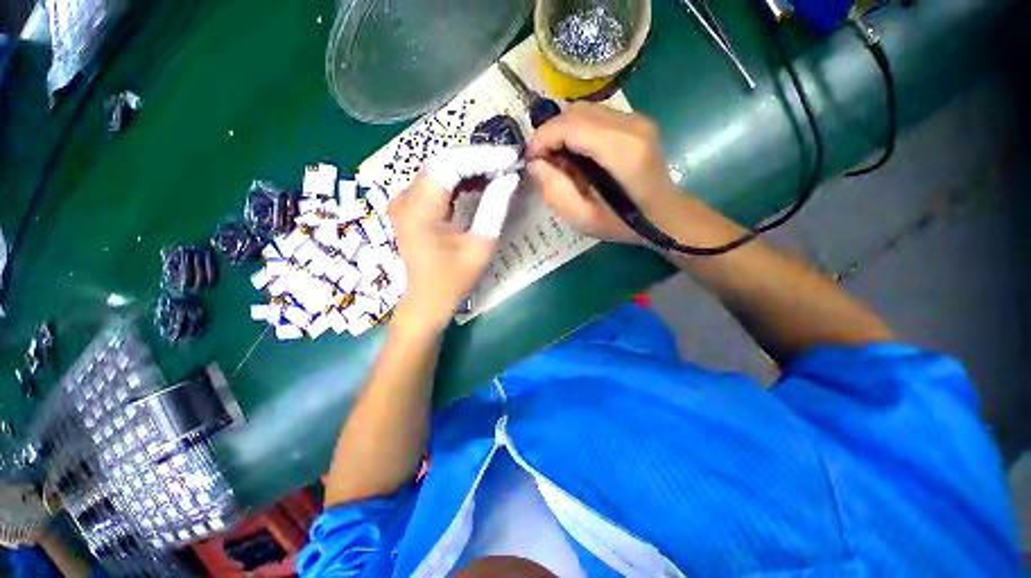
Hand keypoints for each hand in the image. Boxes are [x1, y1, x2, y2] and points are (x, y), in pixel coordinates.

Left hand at [389, 147, 519, 330]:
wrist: (427, 301)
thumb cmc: (453, 280)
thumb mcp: (480, 246)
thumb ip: (495, 208)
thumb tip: (510, 177)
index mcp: (419, 209)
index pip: (450, 165)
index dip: (482, 157)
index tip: (510, 158)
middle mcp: (405, 198)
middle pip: (443, 162)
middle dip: (478, 160)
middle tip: (507, 163)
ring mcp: (404, 201)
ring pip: (439, 170)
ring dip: (469, 168)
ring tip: (498, 171)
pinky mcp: (409, 207)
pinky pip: (435, 183)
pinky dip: (458, 180)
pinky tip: (479, 183)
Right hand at [526, 103, 680, 243]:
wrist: (664, 215)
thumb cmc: (623, 224)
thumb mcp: (583, 218)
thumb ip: (556, 190)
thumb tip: (536, 164)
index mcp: (621, 151)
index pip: (571, 125)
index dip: (542, 138)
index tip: (530, 159)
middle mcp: (632, 125)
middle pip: (576, 112)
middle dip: (550, 133)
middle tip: (542, 161)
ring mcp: (637, 119)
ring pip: (585, 110)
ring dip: (563, 131)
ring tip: (558, 158)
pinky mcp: (637, 120)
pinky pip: (596, 115)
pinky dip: (578, 130)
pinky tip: (576, 153)